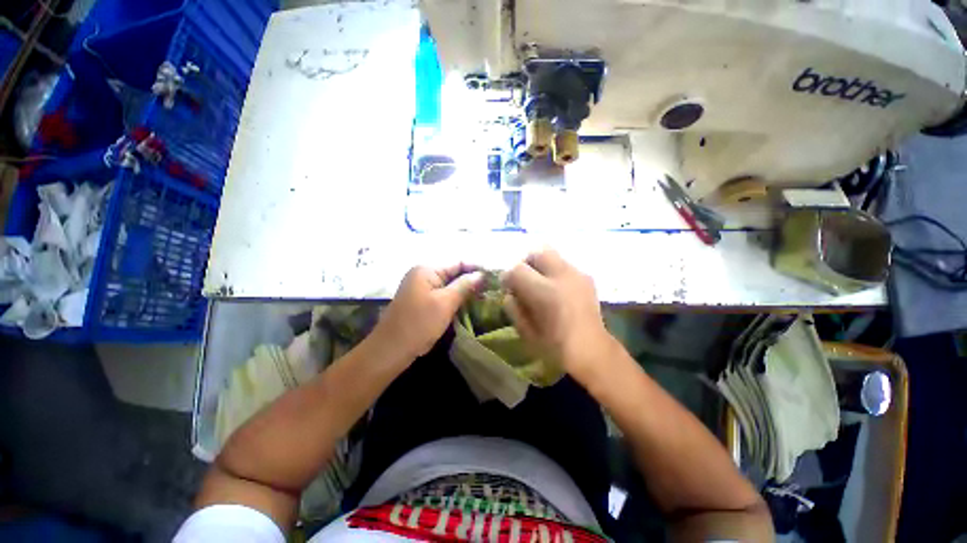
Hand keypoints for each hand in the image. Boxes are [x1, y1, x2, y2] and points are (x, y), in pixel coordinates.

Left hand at [373, 264, 482, 359]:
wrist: (391, 350)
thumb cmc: (419, 324)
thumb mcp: (445, 303)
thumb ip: (464, 285)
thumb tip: (481, 274)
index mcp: (427, 269)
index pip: (458, 262)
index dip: (476, 268)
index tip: (494, 276)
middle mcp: (423, 274)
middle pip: (453, 273)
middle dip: (472, 280)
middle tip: (492, 289)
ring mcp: (422, 288)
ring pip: (449, 285)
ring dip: (465, 290)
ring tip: (485, 296)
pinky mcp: (422, 301)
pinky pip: (443, 295)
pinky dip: (455, 298)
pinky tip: (469, 304)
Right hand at [502, 249, 614, 380]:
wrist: (592, 351)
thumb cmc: (554, 346)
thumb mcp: (525, 330)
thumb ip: (512, 306)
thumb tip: (510, 291)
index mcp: (545, 293)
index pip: (517, 269)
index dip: (508, 276)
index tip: (507, 286)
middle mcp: (563, 277)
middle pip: (537, 252)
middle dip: (525, 263)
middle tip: (524, 279)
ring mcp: (577, 274)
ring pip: (552, 254)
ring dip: (541, 266)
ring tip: (541, 284)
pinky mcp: (586, 277)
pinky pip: (563, 265)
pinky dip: (554, 272)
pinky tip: (556, 290)